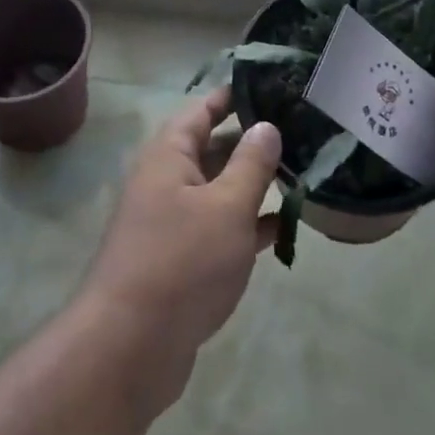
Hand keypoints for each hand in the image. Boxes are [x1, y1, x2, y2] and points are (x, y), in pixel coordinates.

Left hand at [78, 86, 280, 412]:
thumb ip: (251, 163)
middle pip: (214, 148)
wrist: (130, 349)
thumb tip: (266, 126)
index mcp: (169, 155)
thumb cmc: (182, 262)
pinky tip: (286, 227)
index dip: (235, 95)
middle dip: (254, 141)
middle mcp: (168, 181)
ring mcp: (174, 222)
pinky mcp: (183, 260)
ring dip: (256, 185)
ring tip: (304, 172)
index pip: (203, 109)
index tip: (274, 85)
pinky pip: (221, 229)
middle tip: (302, 131)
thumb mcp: (227, 206)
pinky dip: (249, 226)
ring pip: (220, 190)